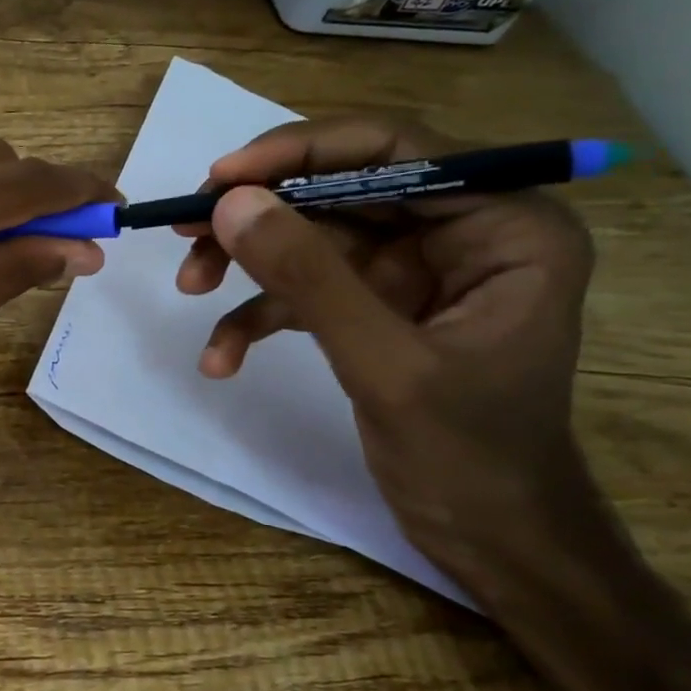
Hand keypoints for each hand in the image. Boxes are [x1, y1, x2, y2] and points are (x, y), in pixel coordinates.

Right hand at [176, 117, 616, 598]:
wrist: (490, 540)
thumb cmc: (470, 456)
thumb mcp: (385, 362)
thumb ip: (309, 277)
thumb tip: (230, 202)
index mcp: (504, 226)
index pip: (394, 150)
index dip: (301, 150)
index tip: (221, 176)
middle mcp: (459, 232)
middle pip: (339, 189)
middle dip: (260, 213)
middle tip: (186, 227)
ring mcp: (412, 271)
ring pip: (312, 236)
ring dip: (247, 261)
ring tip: (190, 285)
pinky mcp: (374, 307)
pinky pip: (305, 290)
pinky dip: (257, 316)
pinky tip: (221, 357)